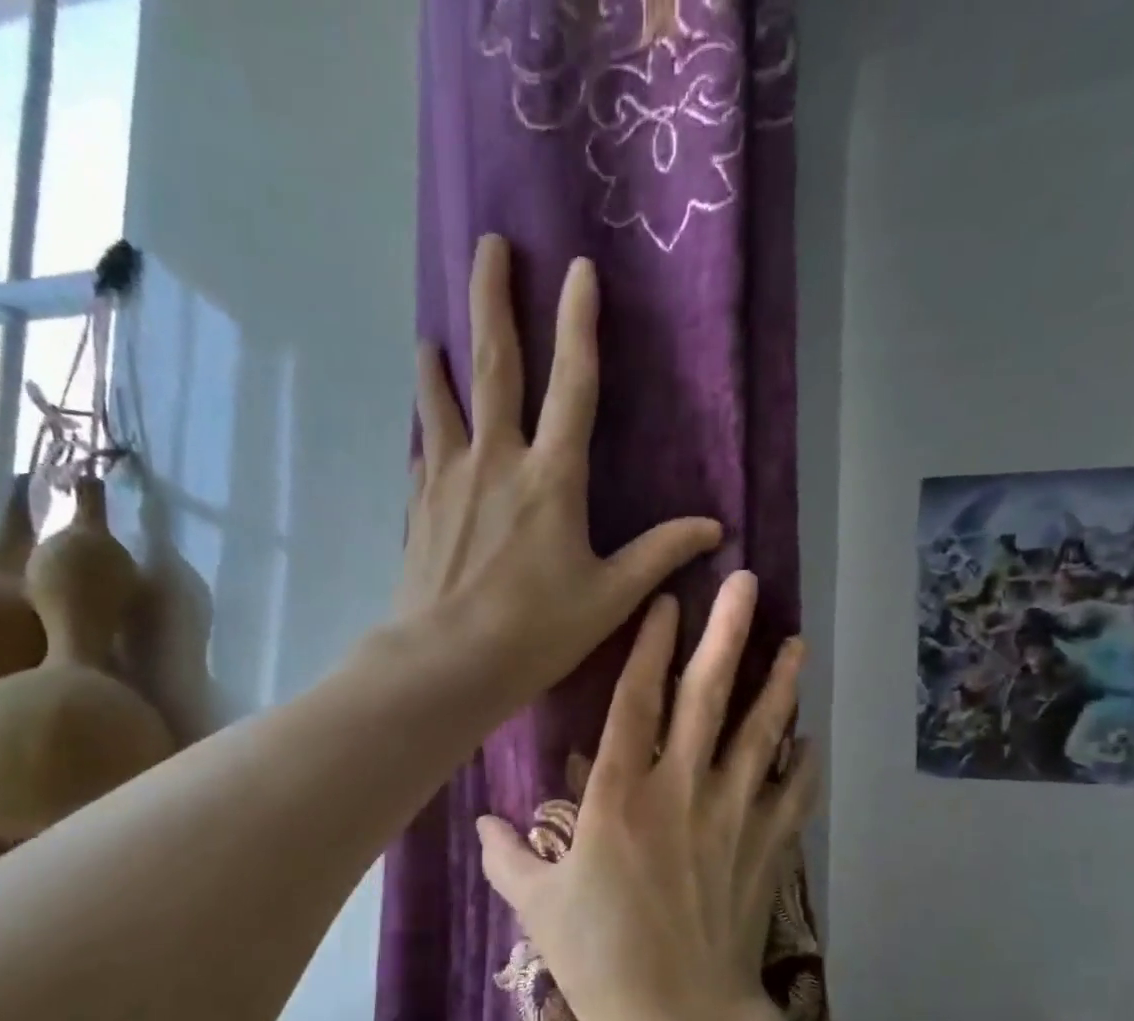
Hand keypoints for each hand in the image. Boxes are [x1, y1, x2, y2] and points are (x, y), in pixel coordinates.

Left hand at [397, 234, 722, 711]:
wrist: (446, 663)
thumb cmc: (535, 631)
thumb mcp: (609, 597)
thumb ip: (659, 555)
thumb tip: (713, 529)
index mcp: (551, 478)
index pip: (572, 385)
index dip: (578, 324)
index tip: (577, 268)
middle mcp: (496, 462)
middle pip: (494, 367)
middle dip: (492, 301)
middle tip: (486, 245)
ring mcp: (449, 480)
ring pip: (443, 403)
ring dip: (439, 364)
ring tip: (430, 337)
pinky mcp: (419, 508)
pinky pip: (424, 456)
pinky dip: (426, 434)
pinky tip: (423, 432)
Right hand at [475, 571, 818, 1020]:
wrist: (677, 1014)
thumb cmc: (597, 957)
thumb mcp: (536, 906)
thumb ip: (506, 857)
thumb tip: (480, 824)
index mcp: (619, 797)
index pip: (636, 703)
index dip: (649, 647)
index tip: (667, 602)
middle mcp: (680, 791)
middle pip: (707, 698)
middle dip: (726, 634)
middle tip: (746, 583)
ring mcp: (732, 817)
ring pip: (761, 735)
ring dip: (779, 686)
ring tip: (795, 643)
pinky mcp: (766, 849)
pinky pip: (793, 795)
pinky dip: (804, 765)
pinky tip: (810, 739)